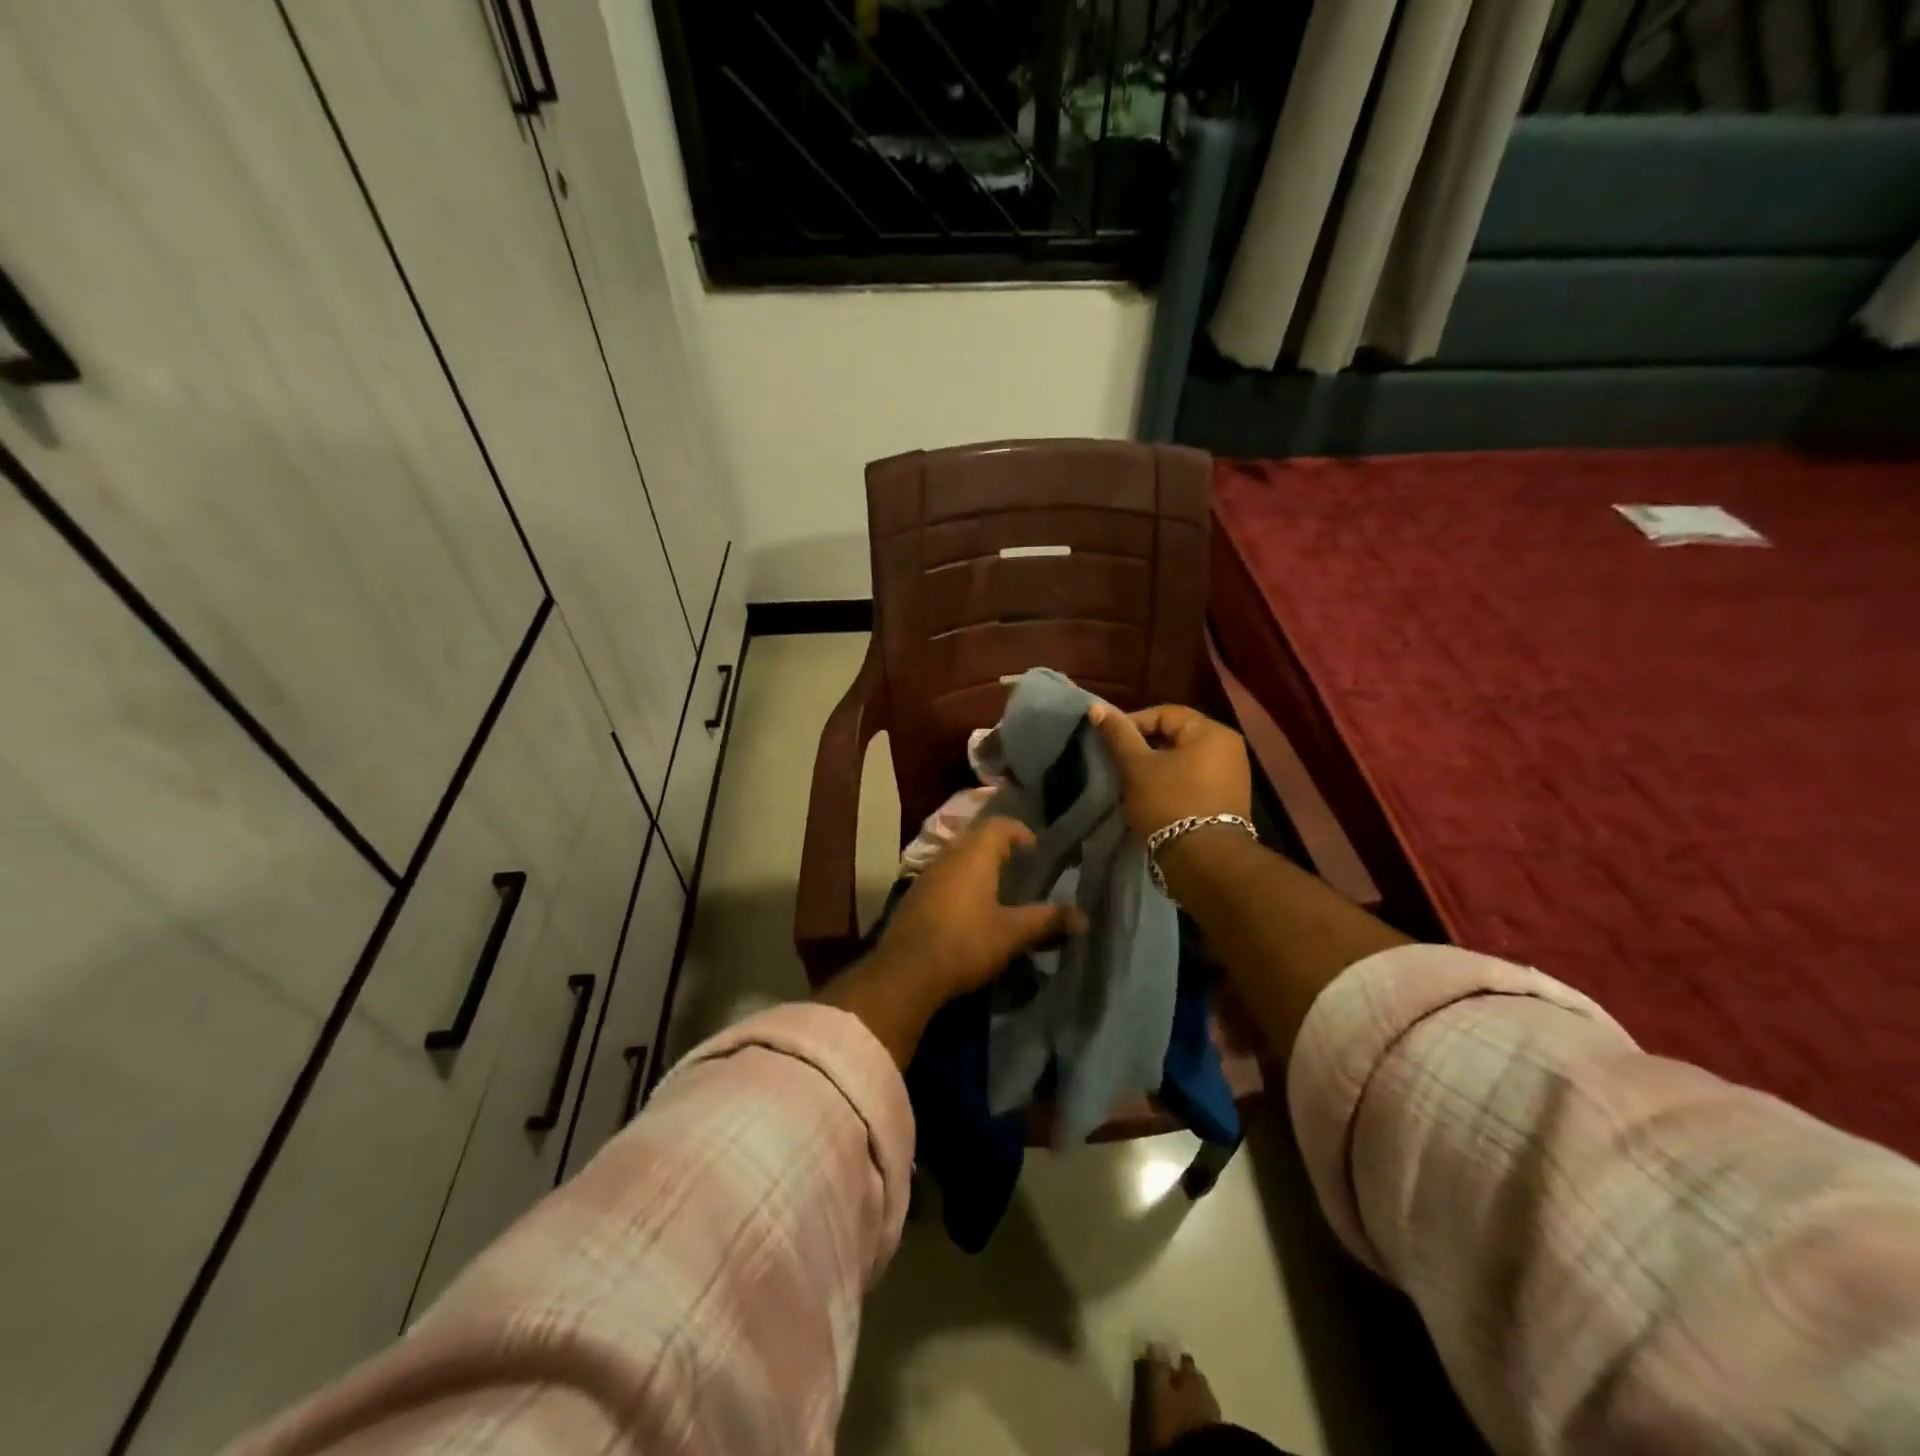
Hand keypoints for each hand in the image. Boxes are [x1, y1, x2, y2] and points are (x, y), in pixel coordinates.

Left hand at [820, 815, 1085, 1068]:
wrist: (905, 972)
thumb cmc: (965, 943)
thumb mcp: (1011, 933)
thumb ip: (1046, 920)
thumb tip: (1083, 917)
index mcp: (974, 855)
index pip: (999, 825)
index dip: (1020, 832)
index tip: (1036, 851)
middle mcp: (949, 856)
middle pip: (977, 839)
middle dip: (1000, 849)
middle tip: (1021, 870)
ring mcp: (927, 875)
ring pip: (958, 858)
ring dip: (979, 867)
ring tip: (1000, 891)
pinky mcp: (915, 896)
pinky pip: (944, 877)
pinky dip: (962, 884)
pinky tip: (971, 911)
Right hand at [1088, 703, 1250, 840]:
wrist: (1204, 861)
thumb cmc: (1169, 804)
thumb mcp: (1137, 767)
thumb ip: (1118, 735)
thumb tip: (1096, 708)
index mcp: (1212, 732)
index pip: (1165, 713)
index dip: (1133, 723)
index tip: (1110, 742)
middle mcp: (1229, 748)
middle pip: (1176, 735)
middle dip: (1145, 746)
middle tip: (1118, 762)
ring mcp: (1233, 775)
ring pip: (1184, 759)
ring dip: (1157, 766)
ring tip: (1132, 780)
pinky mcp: (1228, 800)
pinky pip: (1194, 779)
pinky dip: (1172, 782)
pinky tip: (1152, 796)